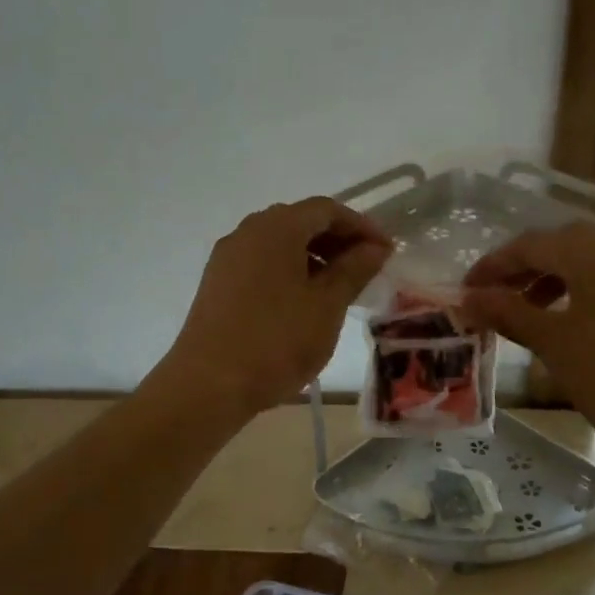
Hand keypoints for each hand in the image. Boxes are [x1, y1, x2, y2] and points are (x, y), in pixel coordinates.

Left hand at [155, 197, 391, 416]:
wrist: (208, 385)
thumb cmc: (276, 341)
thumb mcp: (327, 306)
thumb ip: (354, 270)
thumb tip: (374, 247)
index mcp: (276, 228)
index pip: (326, 210)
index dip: (361, 226)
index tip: (386, 252)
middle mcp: (247, 232)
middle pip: (300, 222)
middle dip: (337, 241)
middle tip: (366, 269)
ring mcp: (227, 258)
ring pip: (279, 245)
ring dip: (313, 258)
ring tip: (339, 290)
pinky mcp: (217, 284)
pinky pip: (261, 264)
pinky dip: (289, 272)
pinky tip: (304, 304)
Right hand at [460, 222, 594, 480]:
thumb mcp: (552, 343)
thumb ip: (507, 312)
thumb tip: (468, 299)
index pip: (530, 244)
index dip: (493, 266)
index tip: (466, 291)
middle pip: (561, 242)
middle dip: (522, 266)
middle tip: (493, 296)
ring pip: (589, 253)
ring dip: (552, 273)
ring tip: (527, 307)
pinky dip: (584, 280)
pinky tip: (568, 311)